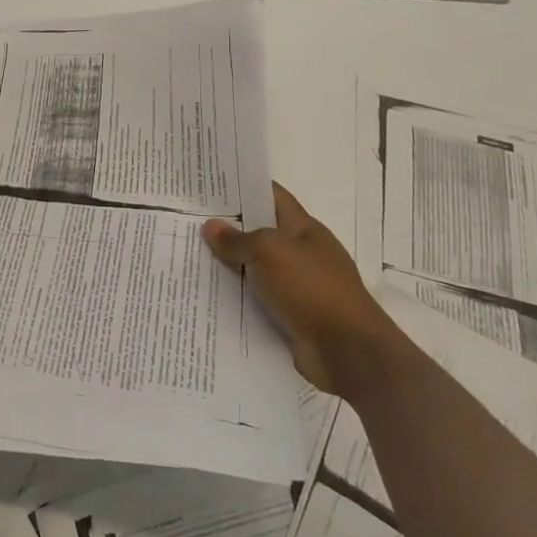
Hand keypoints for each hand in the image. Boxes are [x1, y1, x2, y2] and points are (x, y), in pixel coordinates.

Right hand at [202, 183, 400, 397]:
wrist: (348, 352)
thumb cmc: (312, 288)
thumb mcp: (269, 251)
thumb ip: (237, 239)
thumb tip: (210, 226)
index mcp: (304, 229)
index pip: (271, 196)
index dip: (244, 186)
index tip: (211, 183)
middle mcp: (301, 254)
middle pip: (259, 233)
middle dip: (228, 227)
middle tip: (189, 218)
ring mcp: (297, 287)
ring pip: (255, 269)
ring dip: (228, 266)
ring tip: (189, 255)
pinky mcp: (290, 317)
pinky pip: (257, 301)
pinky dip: (236, 298)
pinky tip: (207, 294)